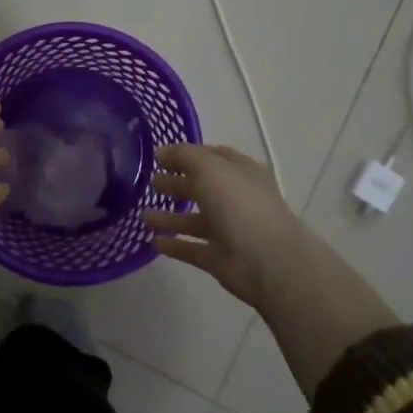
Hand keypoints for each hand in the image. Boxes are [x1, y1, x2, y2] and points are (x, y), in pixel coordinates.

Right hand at [140, 144, 305, 310]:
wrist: (268, 262)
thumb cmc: (241, 206)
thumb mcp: (210, 169)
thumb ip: (184, 156)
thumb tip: (161, 151)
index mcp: (241, 173)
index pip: (213, 157)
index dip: (188, 155)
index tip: (160, 157)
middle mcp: (237, 199)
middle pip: (202, 188)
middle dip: (176, 184)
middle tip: (150, 183)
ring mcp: (230, 231)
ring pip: (195, 220)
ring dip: (170, 217)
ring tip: (143, 216)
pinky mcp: (220, 258)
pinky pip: (193, 249)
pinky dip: (175, 245)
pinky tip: (154, 242)